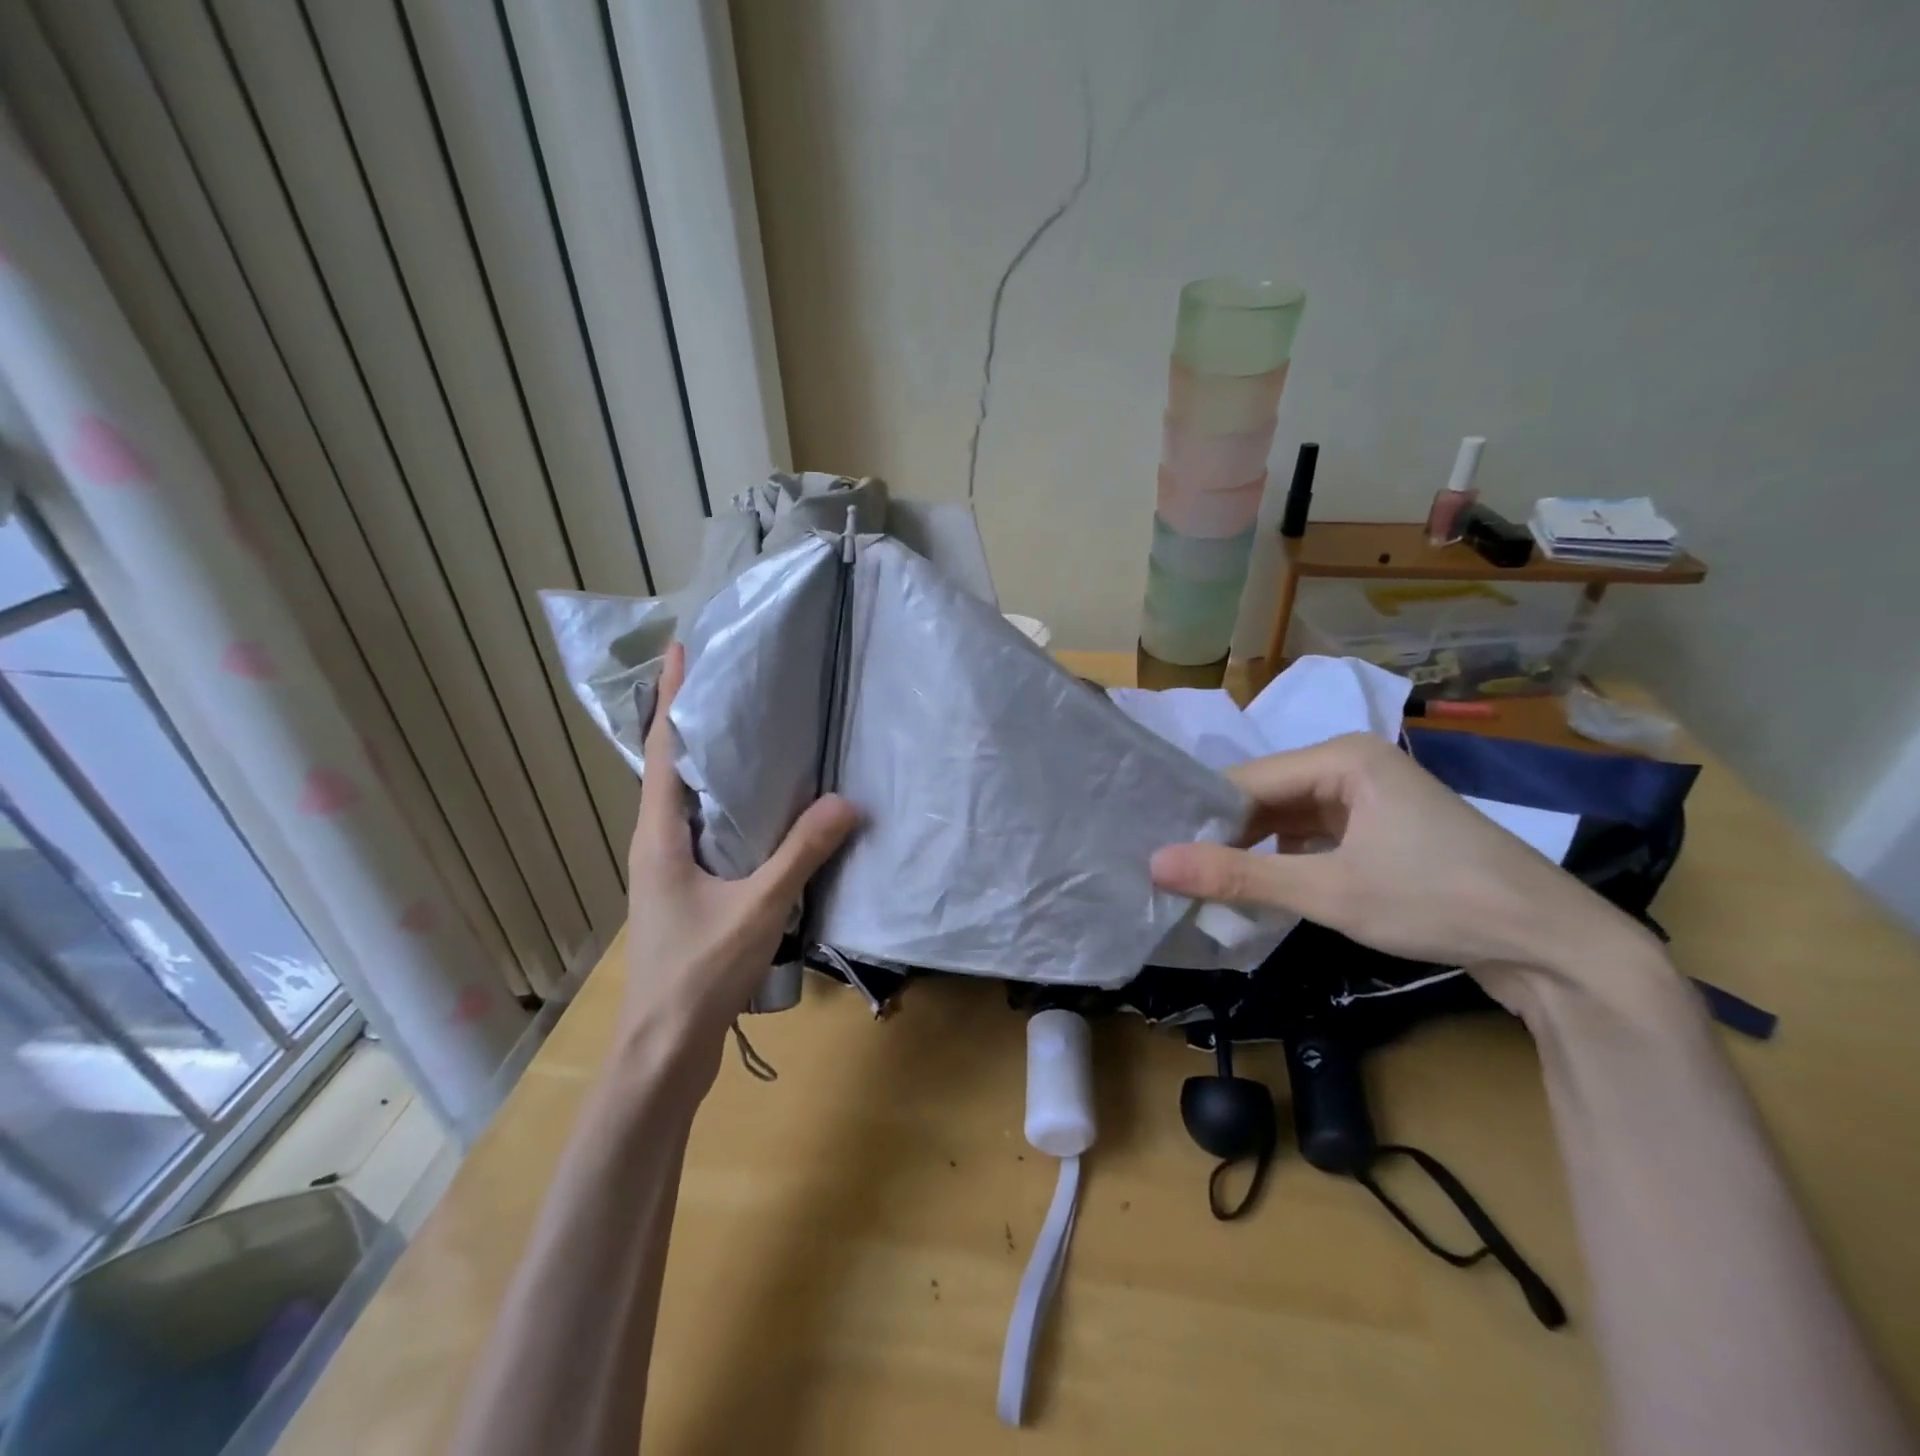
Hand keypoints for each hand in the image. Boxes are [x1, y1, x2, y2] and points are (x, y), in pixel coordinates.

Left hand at [622, 643, 859, 1063]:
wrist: (663, 1051)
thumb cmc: (698, 974)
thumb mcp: (758, 907)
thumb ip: (802, 852)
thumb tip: (848, 801)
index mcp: (659, 834)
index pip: (662, 748)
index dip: (670, 696)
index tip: (682, 649)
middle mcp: (657, 842)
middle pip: (673, 766)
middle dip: (696, 719)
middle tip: (736, 679)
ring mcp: (669, 869)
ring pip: (691, 800)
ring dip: (714, 763)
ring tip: (754, 729)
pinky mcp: (686, 892)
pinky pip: (708, 831)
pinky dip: (731, 805)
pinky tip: (766, 808)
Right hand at [1150, 732, 1649, 975]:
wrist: (1556, 947)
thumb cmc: (1438, 901)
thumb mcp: (1330, 892)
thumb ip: (1238, 877)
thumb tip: (1154, 864)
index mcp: (1342, 757)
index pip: (1246, 781)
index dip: (1200, 818)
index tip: (1158, 853)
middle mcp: (1352, 765)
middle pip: (1266, 797)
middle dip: (1225, 836)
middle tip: (1173, 873)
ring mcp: (1370, 798)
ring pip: (1288, 820)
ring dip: (1253, 852)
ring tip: (1201, 883)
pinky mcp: (1382, 831)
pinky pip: (1314, 837)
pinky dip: (1286, 862)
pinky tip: (1256, 889)